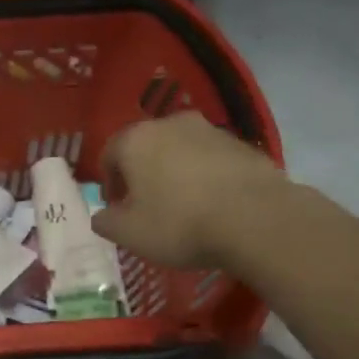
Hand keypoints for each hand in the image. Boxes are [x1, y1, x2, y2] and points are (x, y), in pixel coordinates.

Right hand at [92, 113, 288, 270]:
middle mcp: (170, 124)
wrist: (257, 219)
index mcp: (136, 140)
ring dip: (175, 173)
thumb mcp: (130, 234)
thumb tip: (102, 216)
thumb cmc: (180, 223)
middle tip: (146, 206)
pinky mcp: (242, 144)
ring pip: (180, 151)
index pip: (109, 154)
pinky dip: (206, 177)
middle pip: (146, 148)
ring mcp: (210, 130)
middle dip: (142, 174)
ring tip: (184, 207)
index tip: (117, 209)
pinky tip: (214, 205)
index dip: (109, 183)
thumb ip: (106, 222)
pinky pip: (212, 160)